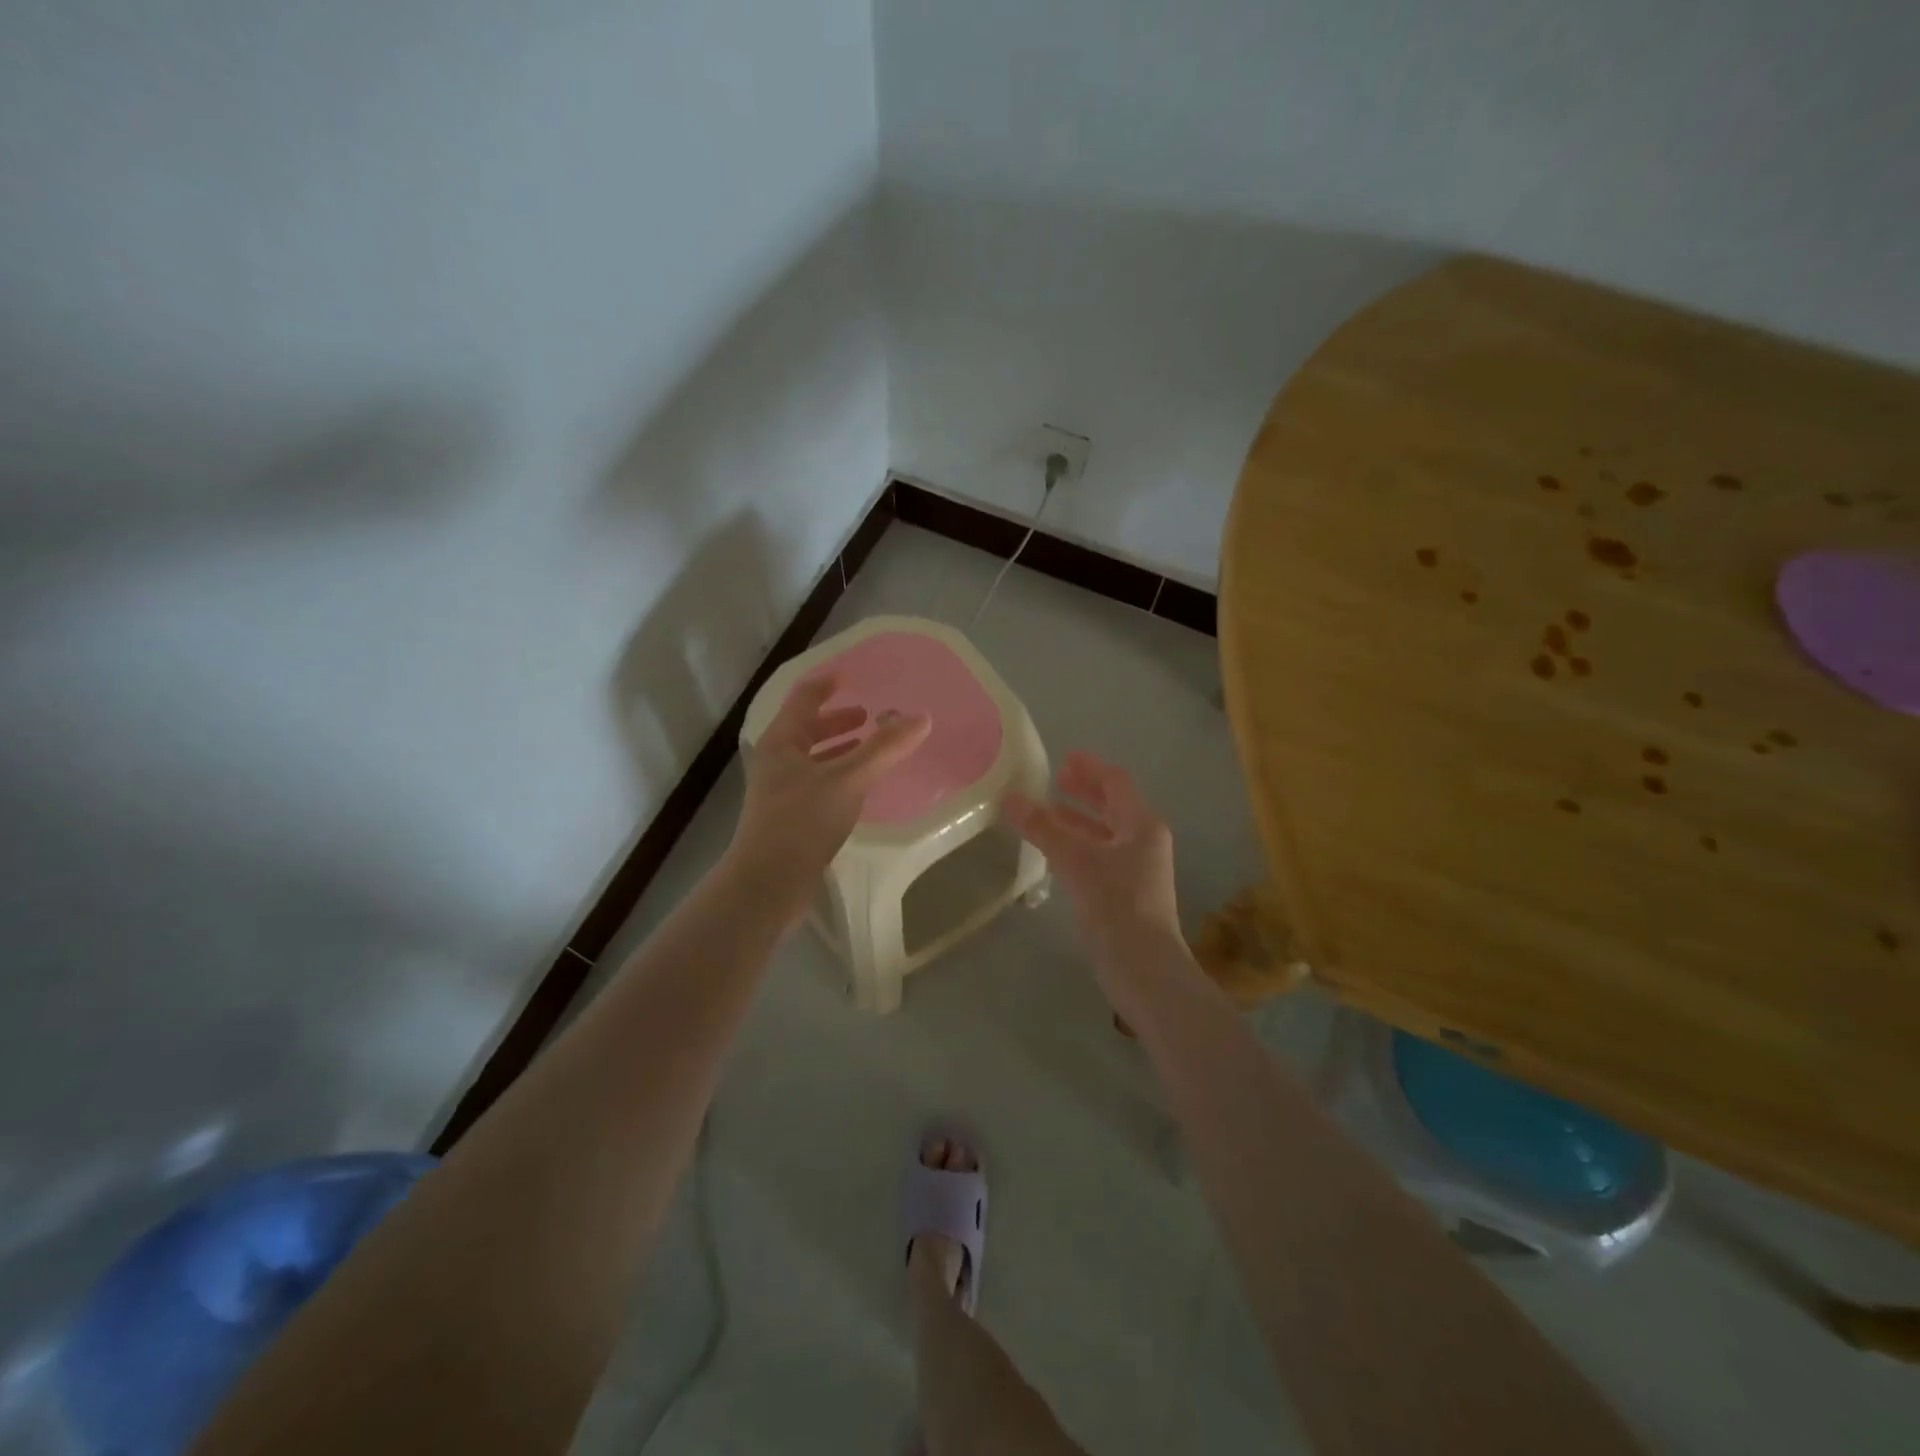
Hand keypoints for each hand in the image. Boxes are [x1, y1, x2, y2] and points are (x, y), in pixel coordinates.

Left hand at [725, 674, 930, 924]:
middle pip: (807, 728)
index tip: (852, 674)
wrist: (768, 883)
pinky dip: (840, 775)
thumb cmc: (802, 821)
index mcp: (782, 741)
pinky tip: (860, 787)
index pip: (804, 698)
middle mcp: (777, 761)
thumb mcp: (848, 779)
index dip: (827, 684)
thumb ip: (884, 748)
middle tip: (870, 715)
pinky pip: (819, 783)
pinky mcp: (790, 818)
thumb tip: (922, 716)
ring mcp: (781, 791)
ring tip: (870, 747)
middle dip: (838, 719)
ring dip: (840, 748)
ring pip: (813, 758)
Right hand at [1003, 752, 1184, 988]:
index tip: (1062, 759)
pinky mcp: (1126, 894)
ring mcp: (1137, 869)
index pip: (1116, 782)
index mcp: (1142, 824)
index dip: (1089, 767)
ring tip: (1045, 813)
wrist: (1143, 968)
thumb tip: (1010, 797)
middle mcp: (1144, 841)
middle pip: (1113, 805)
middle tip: (1053, 780)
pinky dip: (1077, 846)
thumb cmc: (1115, 904)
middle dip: (1084, 792)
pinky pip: (1099, 856)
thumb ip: (1043, 827)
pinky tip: (1053, 851)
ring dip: (1077, 820)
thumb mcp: (1075, 860)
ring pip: (1104, 833)